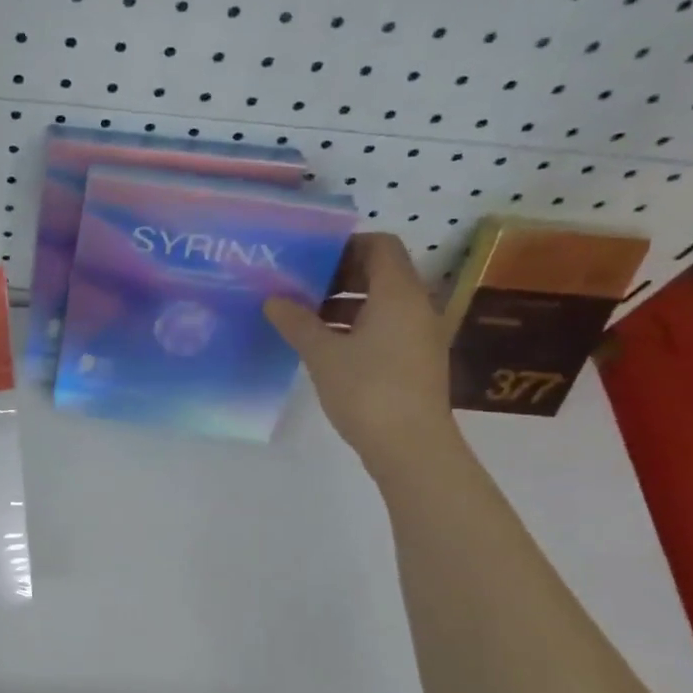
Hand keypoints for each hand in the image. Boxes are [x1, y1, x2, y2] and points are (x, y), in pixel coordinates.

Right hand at [265, 234, 458, 475]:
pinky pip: (385, 327)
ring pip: (381, 303)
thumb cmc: (367, 390)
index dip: (346, 245)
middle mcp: (416, 306)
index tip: (310, 258)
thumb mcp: (323, 354)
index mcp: (398, 294)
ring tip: (303, 317)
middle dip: (339, 275)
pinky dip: (356, 326)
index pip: (380, 245)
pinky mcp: (414, 360)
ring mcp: (419, 335)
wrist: (411, 447)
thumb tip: (273, 300)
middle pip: (380, 273)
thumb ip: (297, 322)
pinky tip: (324, 345)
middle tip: (298, 286)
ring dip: (344, 303)